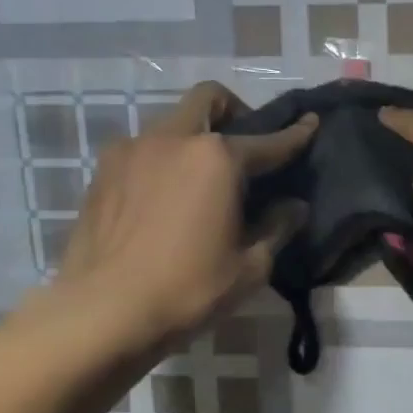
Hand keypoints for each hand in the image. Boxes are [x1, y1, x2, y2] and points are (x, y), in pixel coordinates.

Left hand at [51, 82, 316, 349]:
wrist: (102, 313)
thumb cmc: (187, 289)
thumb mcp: (249, 267)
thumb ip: (277, 228)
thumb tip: (294, 206)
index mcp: (217, 158)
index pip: (268, 141)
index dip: (295, 134)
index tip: (310, 123)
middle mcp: (173, 139)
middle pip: (208, 99)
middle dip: (234, 111)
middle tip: (243, 147)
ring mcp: (131, 151)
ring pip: (171, 122)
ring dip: (193, 136)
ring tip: (199, 178)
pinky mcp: (101, 172)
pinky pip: (141, 149)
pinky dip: (161, 159)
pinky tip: (163, 197)